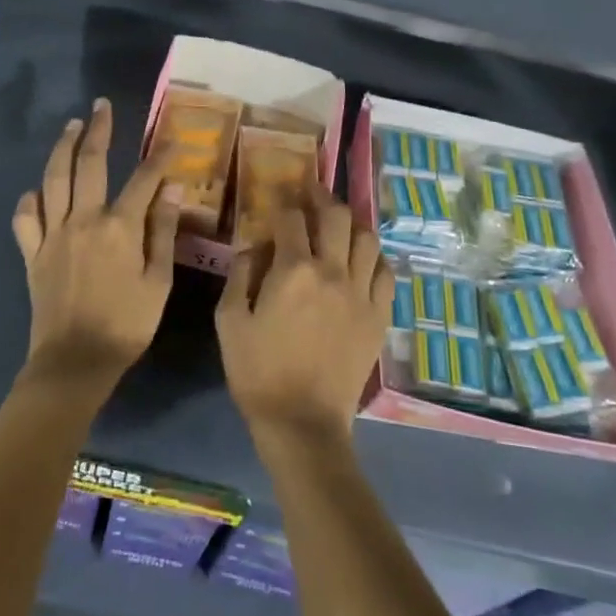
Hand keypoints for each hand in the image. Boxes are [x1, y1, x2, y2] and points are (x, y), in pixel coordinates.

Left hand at [12, 98, 181, 386]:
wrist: (75, 362)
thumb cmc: (126, 325)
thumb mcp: (158, 281)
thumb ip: (162, 231)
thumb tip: (171, 188)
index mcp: (119, 227)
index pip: (144, 179)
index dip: (160, 157)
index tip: (172, 139)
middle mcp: (84, 220)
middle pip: (90, 163)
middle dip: (99, 130)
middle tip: (102, 106)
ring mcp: (53, 234)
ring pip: (54, 179)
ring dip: (62, 148)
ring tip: (71, 126)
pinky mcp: (33, 253)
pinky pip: (26, 218)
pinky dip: (30, 199)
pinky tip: (37, 190)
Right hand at [217, 177, 392, 454]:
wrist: (303, 423)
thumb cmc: (258, 372)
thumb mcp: (229, 321)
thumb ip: (240, 274)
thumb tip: (254, 246)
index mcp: (293, 270)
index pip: (292, 218)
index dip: (284, 201)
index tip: (280, 194)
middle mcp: (332, 271)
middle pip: (336, 216)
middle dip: (322, 197)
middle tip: (312, 192)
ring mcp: (361, 293)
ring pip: (367, 239)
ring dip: (351, 223)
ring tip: (339, 223)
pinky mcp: (379, 316)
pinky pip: (386, 273)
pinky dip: (374, 258)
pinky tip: (363, 259)